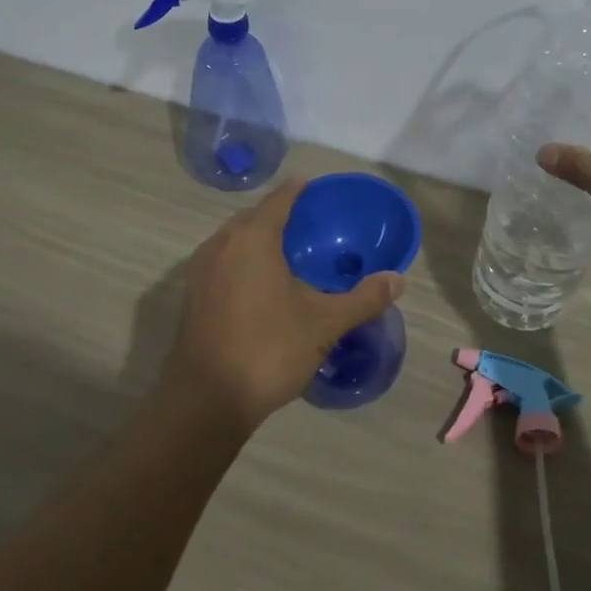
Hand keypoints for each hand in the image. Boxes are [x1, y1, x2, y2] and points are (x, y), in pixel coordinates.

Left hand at [161, 179, 406, 432]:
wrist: (206, 400)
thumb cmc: (268, 349)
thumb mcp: (324, 323)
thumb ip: (363, 298)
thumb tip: (397, 280)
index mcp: (253, 237)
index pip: (280, 198)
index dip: (300, 190)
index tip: (319, 190)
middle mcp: (222, 243)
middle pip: (254, 216)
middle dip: (280, 215)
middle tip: (312, 226)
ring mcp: (200, 269)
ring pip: (234, 240)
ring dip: (259, 239)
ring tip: (290, 254)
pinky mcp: (192, 295)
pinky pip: (223, 262)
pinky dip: (243, 261)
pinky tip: (263, 285)